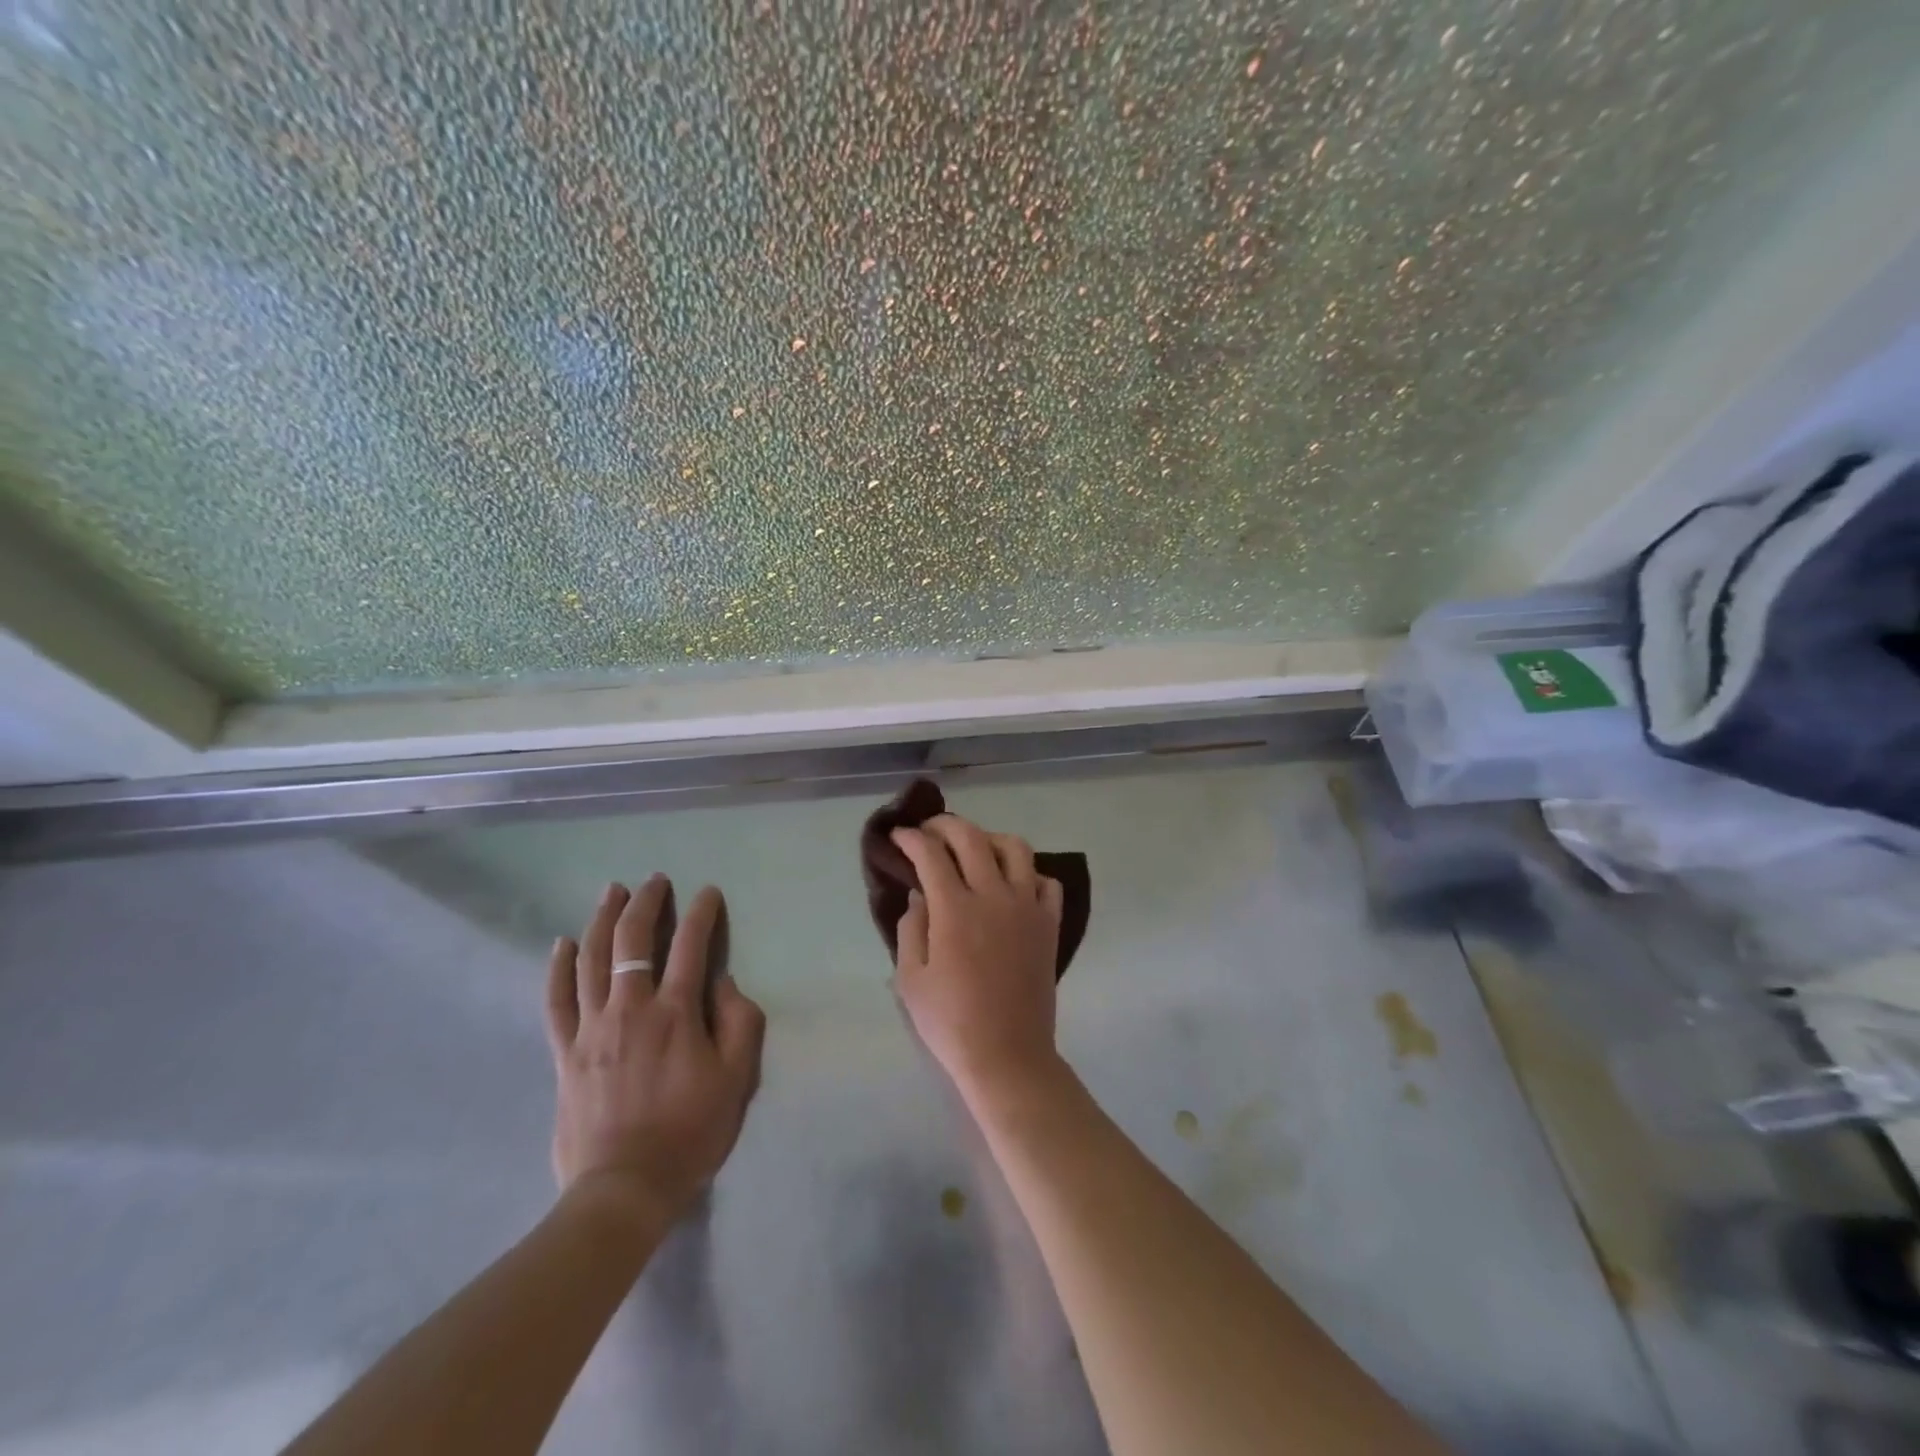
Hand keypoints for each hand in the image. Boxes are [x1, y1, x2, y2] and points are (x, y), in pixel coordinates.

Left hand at [547, 878, 765, 1223]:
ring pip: (593, 959)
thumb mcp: (737, 1079)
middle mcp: (631, 1009)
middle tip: (654, 881)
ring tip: (612, 892)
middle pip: (633, 940)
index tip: (708, 893)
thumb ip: (739, 1022)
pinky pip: (557, 1001)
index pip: (691, 946)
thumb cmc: (690, 1132)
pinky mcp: (566, 1052)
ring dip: (603, 919)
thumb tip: (723, 983)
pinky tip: (563, 944)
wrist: (624, 1189)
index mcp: (676, 1013)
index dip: (702, 913)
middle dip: (646, 903)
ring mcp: (592, 1028)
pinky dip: (559, 968)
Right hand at [891, 813, 1064, 1097]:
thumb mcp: (910, 979)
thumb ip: (911, 928)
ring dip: (990, 839)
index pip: (931, 854)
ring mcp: (1027, 908)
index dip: (912, 839)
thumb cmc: (950, 1022)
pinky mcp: (1049, 924)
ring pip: (1015, 848)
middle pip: (972, 838)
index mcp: (955, 910)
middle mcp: (993, 897)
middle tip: (930, 831)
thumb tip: (921, 895)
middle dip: (946, 825)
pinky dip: (1028, 873)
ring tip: (974, 850)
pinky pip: (1046, 882)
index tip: (900, 836)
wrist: (1007, 1055)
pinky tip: (1012, 885)